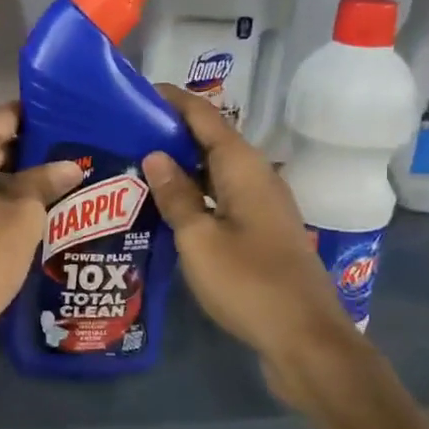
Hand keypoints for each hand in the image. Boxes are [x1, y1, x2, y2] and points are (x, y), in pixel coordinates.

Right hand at [142, 85, 356, 412]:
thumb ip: (175, 195)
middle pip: (210, 140)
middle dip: (170, 131)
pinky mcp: (262, 231)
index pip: (203, 115)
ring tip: (136, 166)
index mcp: (243, 167)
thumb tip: (155, 154)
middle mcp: (257, 177)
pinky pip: (222, 198)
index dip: (171, 99)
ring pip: (215, 171)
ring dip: (181, 165)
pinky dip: (194, 193)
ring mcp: (262, 205)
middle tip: (124, 133)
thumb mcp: (198, 239)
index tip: (134, 91)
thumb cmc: (248, 283)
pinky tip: (167, 207)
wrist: (304, 338)